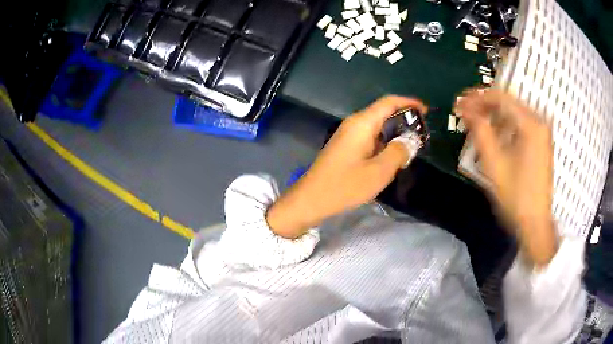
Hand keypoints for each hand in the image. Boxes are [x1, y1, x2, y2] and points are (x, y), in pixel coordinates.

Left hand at [267, 96, 427, 238]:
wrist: (311, 199)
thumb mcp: (379, 172)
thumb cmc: (345, 186)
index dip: (409, 103)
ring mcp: (348, 134)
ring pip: (377, 126)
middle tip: (422, 134)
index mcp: (362, 123)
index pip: (389, 102)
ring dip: (395, 133)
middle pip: (383, 112)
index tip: (426, 112)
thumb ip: (398, 152)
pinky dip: (384, 142)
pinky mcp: (346, 146)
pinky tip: (392, 156)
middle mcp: (354, 123)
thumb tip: (410, 141)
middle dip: (404, 119)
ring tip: (412, 146)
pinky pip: (370, 137)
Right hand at [456, 89, 556, 266]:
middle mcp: (539, 121)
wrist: (535, 223)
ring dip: (494, 115)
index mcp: (530, 124)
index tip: (459, 102)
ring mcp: (542, 131)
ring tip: (476, 124)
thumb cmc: (515, 196)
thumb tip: (465, 108)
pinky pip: (521, 124)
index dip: (477, 97)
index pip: (500, 97)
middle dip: (485, 105)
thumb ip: (479, 130)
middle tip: (465, 113)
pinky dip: (506, 125)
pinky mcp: (542, 142)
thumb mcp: (494, 163)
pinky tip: (495, 135)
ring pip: (514, 112)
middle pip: (508, 102)